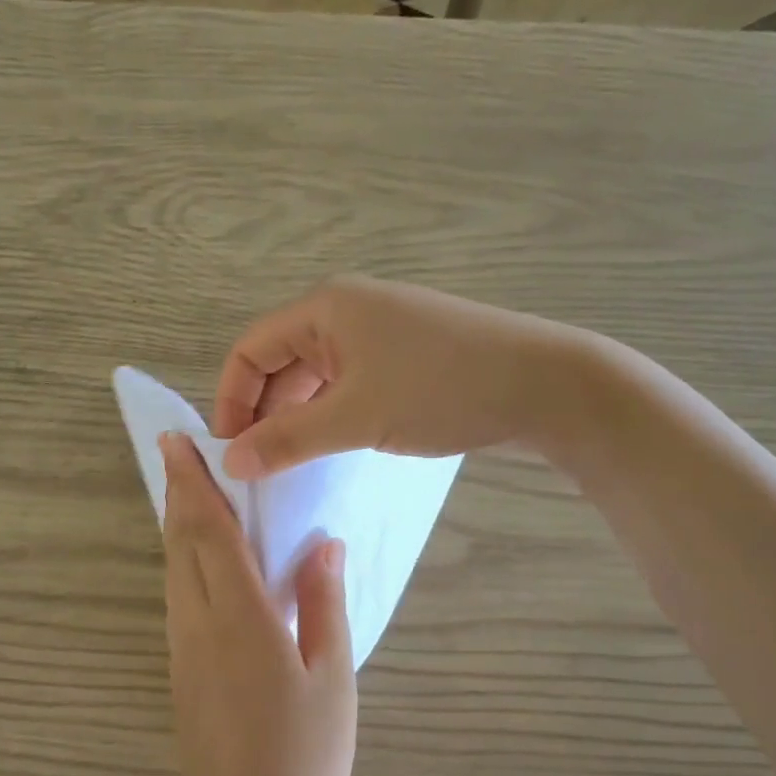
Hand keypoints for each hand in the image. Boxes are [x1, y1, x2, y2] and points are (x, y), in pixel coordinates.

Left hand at [160, 433, 356, 775]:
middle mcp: (199, 624)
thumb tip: (323, 545)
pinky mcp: (181, 670)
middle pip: (180, 544)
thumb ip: (323, 605)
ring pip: (173, 570)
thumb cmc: (303, 759)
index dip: (194, 485)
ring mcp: (184, 649)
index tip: (178, 442)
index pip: (209, 533)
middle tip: (179, 452)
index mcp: (240, 619)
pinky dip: (183, 561)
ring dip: (177, 525)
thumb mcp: (331, 679)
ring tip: (190, 491)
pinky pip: (178, 597)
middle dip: (178, 493)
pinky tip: (201, 558)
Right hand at [213, 275, 595, 478]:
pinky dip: (331, 414)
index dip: (231, 400)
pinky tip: (333, 448)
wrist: (547, 385)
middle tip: (259, 466)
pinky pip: (348, 383)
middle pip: (281, 362)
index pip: (250, 350)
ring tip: (292, 464)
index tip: (230, 452)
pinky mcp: (405, 355)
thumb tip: (229, 463)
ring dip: (297, 417)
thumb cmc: (441, 389)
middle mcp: (346, 311)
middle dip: (263, 412)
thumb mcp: (355, 417)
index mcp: (325, 308)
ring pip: (316, 377)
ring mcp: (379, 332)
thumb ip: (287, 440)